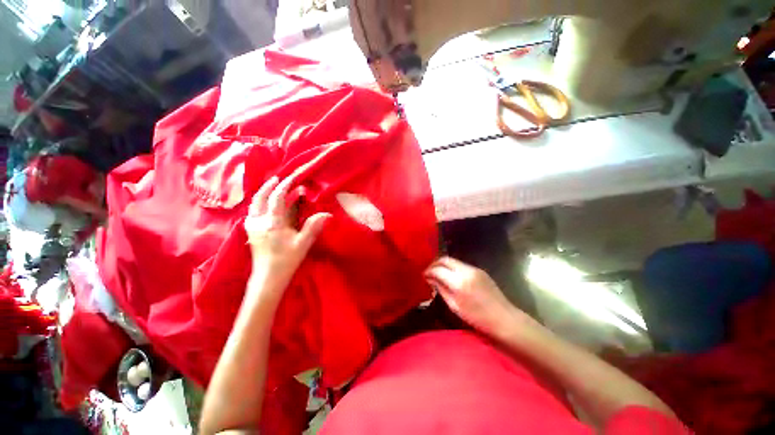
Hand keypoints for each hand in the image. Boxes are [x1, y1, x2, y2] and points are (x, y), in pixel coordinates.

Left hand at [244, 175, 329, 301]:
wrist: (268, 277)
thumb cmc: (286, 260)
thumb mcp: (303, 243)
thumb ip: (313, 227)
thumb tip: (327, 214)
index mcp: (272, 222)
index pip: (277, 197)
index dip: (285, 186)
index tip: (292, 178)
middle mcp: (258, 221)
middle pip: (260, 197)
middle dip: (269, 186)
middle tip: (277, 178)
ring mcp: (252, 226)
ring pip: (254, 204)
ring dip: (263, 194)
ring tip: (271, 188)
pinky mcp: (250, 232)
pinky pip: (253, 211)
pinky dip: (259, 203)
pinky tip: (265, 205)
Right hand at [424, 257, 529, 339]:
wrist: (504, 318)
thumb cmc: (477, 317)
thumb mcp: (455, 306)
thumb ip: (441, 289)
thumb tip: (430, 279)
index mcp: (459, 282)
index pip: (438, 270)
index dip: (428, 271)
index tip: (423, 275)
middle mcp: (466, 271)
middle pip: (445, 259)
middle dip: (435, 264)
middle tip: (429, 271)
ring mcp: (474, 269)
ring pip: (453, 261)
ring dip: (443, 265)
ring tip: (438, 274)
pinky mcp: (480, 270)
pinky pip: (461, 265)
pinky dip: (453, 268)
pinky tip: (451, 276)